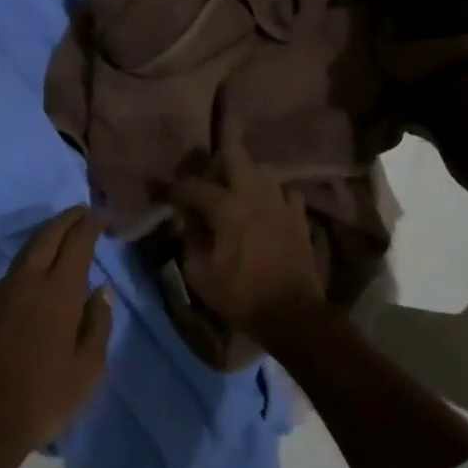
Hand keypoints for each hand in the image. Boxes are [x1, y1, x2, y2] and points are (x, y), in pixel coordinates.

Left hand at [0, 209, 112, 467]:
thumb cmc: (42, 399)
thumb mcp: (87, 370)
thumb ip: (97, 324)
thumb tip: (100, 292)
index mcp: (59, 292)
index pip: (76, 243)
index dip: (88, 225)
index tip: (99, 215)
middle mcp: (29, 281)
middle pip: (48, 236)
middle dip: (66, 219)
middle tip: (82, 212)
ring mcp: (2, 291)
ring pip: (27, 249)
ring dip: (47, 235)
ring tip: (63, 233)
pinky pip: (14, 268)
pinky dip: (31, 256)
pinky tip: (38, 267)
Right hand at [169, 139, 323, 337]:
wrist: (292, 314)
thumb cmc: (241, 296)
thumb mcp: (199, 274)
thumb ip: (188, 239)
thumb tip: (186, 219)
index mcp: (226, 207)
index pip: (193, 185)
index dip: (176, 189)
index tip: (168, 197)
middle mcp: (253, 194)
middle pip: (233, 153)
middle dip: (216, 164)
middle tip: (208, 185)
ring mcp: (280, 201)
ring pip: (262, 168)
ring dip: (246, 177)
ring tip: (237, 197)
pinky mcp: (299, 215)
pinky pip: (285, 191)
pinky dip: (273, 196)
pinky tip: (267, 210)